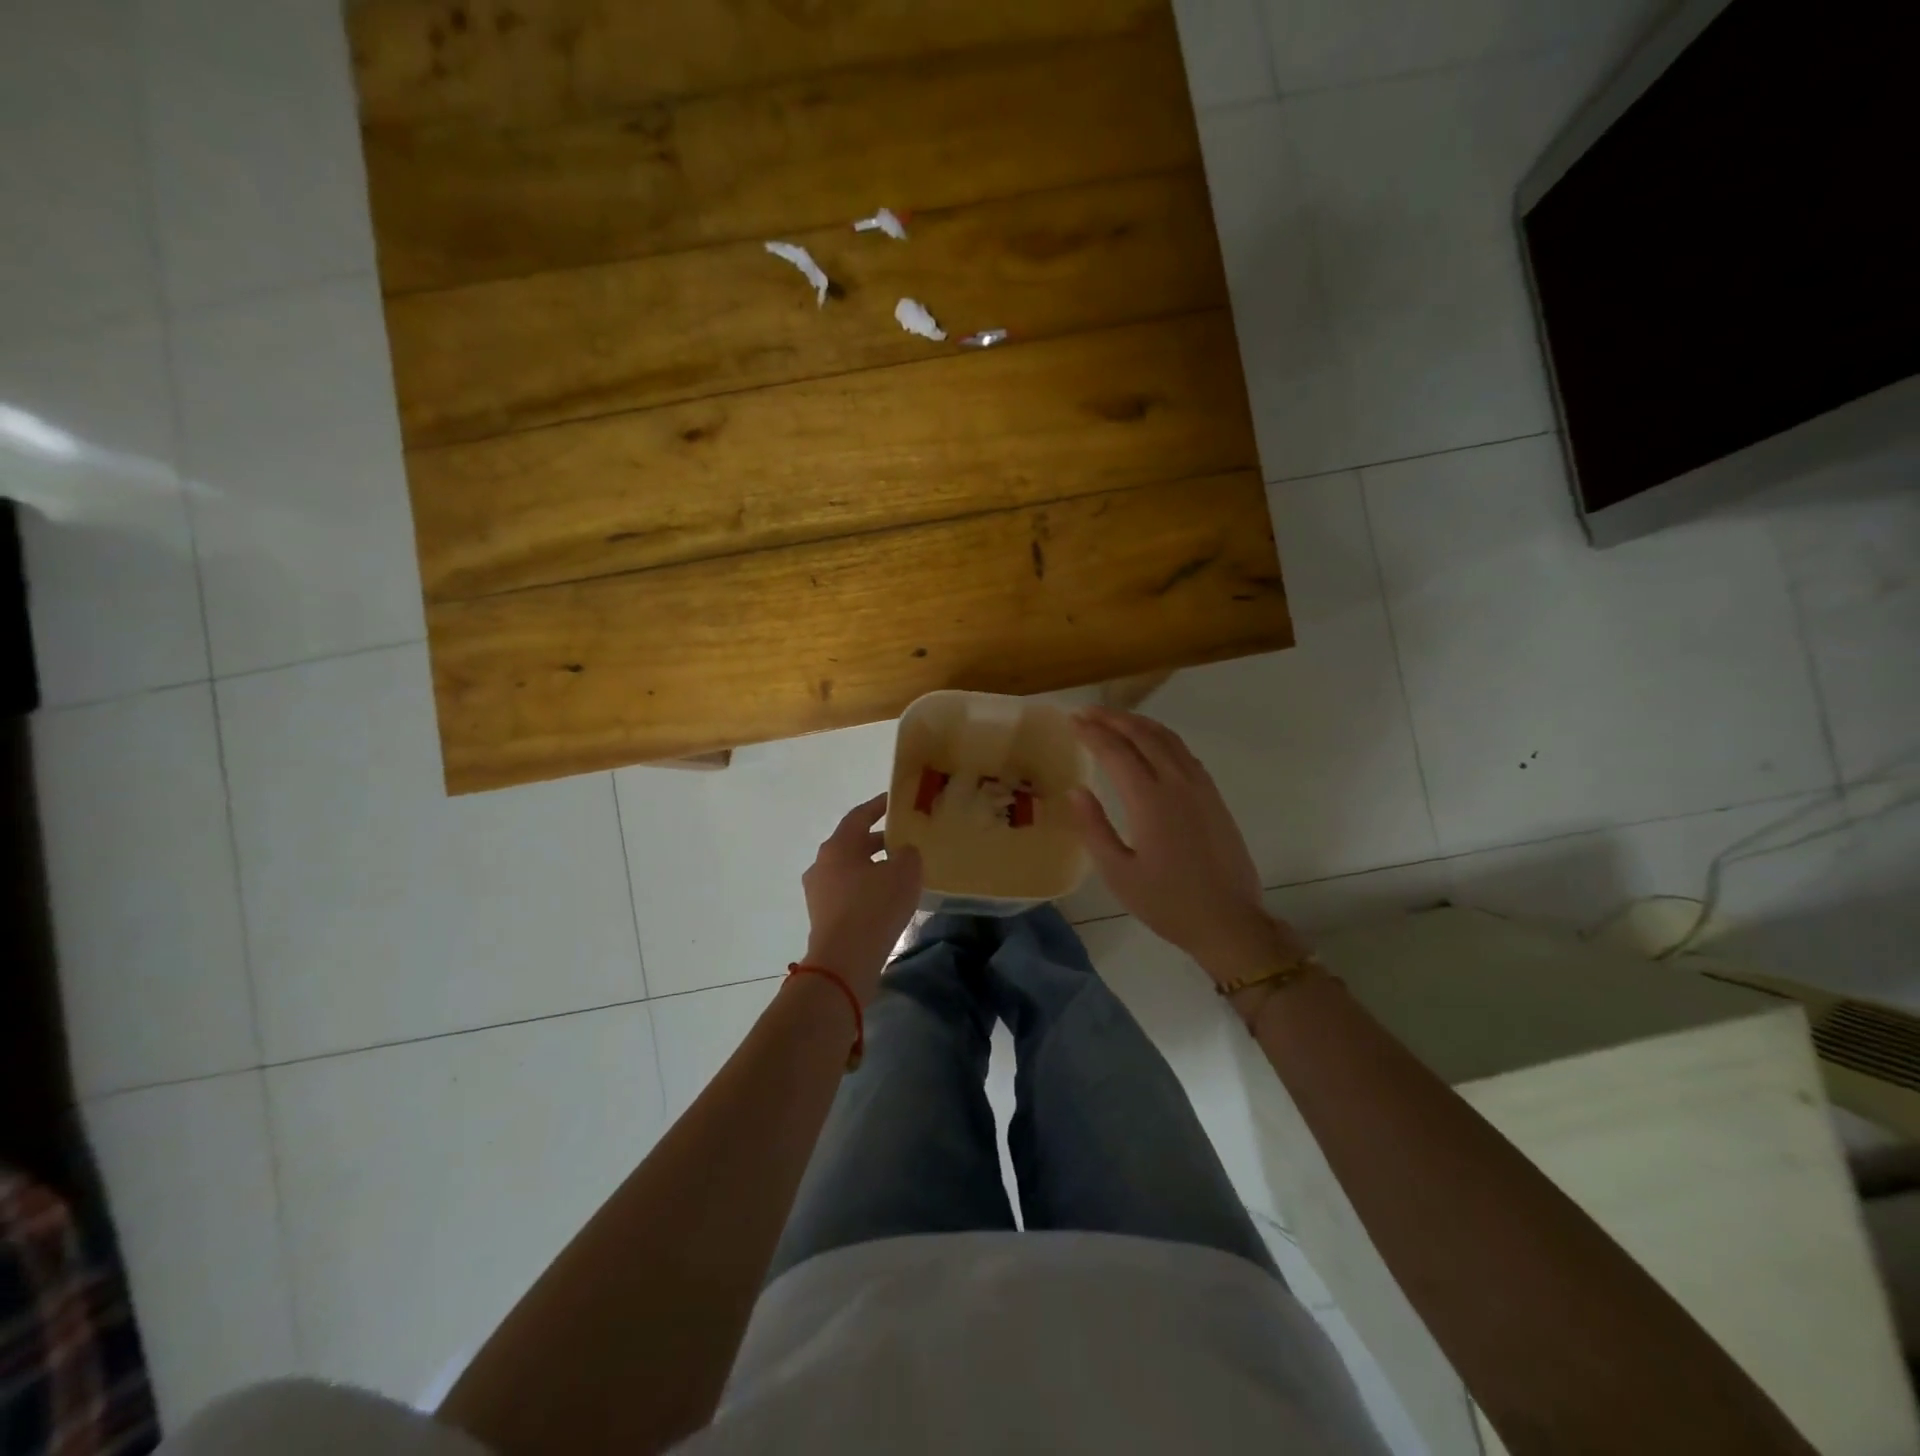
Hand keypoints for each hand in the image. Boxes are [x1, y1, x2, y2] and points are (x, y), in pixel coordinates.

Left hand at [801, 793, 923, 1001]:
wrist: (844, 961)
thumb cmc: (874, 907)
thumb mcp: (904, 873)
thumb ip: (907, 854)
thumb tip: (902, 852)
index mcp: (838, 846)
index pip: (859, 816)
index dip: (878, 806)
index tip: (894, 801)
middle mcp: (822, 864)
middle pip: (853, 843)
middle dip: (878, 840)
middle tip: (904, 840)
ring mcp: (818, 892)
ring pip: (850, 870)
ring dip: (872, 867)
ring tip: (899, 872)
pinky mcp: (822, 917)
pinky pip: (848, 893)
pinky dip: (866, 889)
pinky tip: (887, 900)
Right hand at [1070, 707, 1305, 984]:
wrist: (1228, 921)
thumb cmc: (1167, 902)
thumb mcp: (1118, 873)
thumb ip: (1094, 827)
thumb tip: (1077, 790)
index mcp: (1150, 800)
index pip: (1115, 751)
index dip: (1091, 732)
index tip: (1071, 721)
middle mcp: (1177, 783)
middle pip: (1143, 735)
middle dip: (1112, 718)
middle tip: (1087, 712)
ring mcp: (1200, 787)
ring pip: (1167, 738)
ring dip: (1138, 723)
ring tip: (1114, 719)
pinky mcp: (1214, 796)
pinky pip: (1184, 752)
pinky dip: (1161, 737)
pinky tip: (1151, 743)